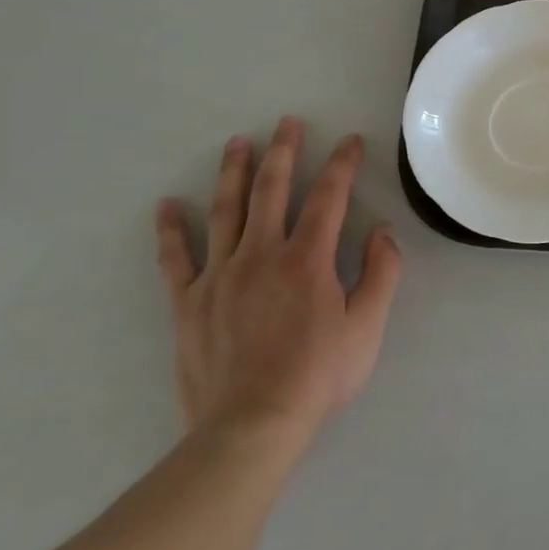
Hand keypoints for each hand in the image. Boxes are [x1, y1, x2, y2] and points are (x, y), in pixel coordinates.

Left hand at [155, 119, 402, 457]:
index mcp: (307, 259)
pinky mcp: (188, 303)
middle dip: (284, 152)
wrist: (250, 427)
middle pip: (272, 191)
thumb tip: (382, 231)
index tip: (349, 140)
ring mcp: (219, 276)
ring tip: (237, 143)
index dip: (341, 164)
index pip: (329, 197)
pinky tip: (166, 206)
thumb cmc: (318, 376)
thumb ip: (381, 273)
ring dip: (233, 173)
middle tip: (287, 122)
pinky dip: (170, 230)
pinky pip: (176, 258)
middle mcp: (261, 255)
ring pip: (225, 211)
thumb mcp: (368, 326)